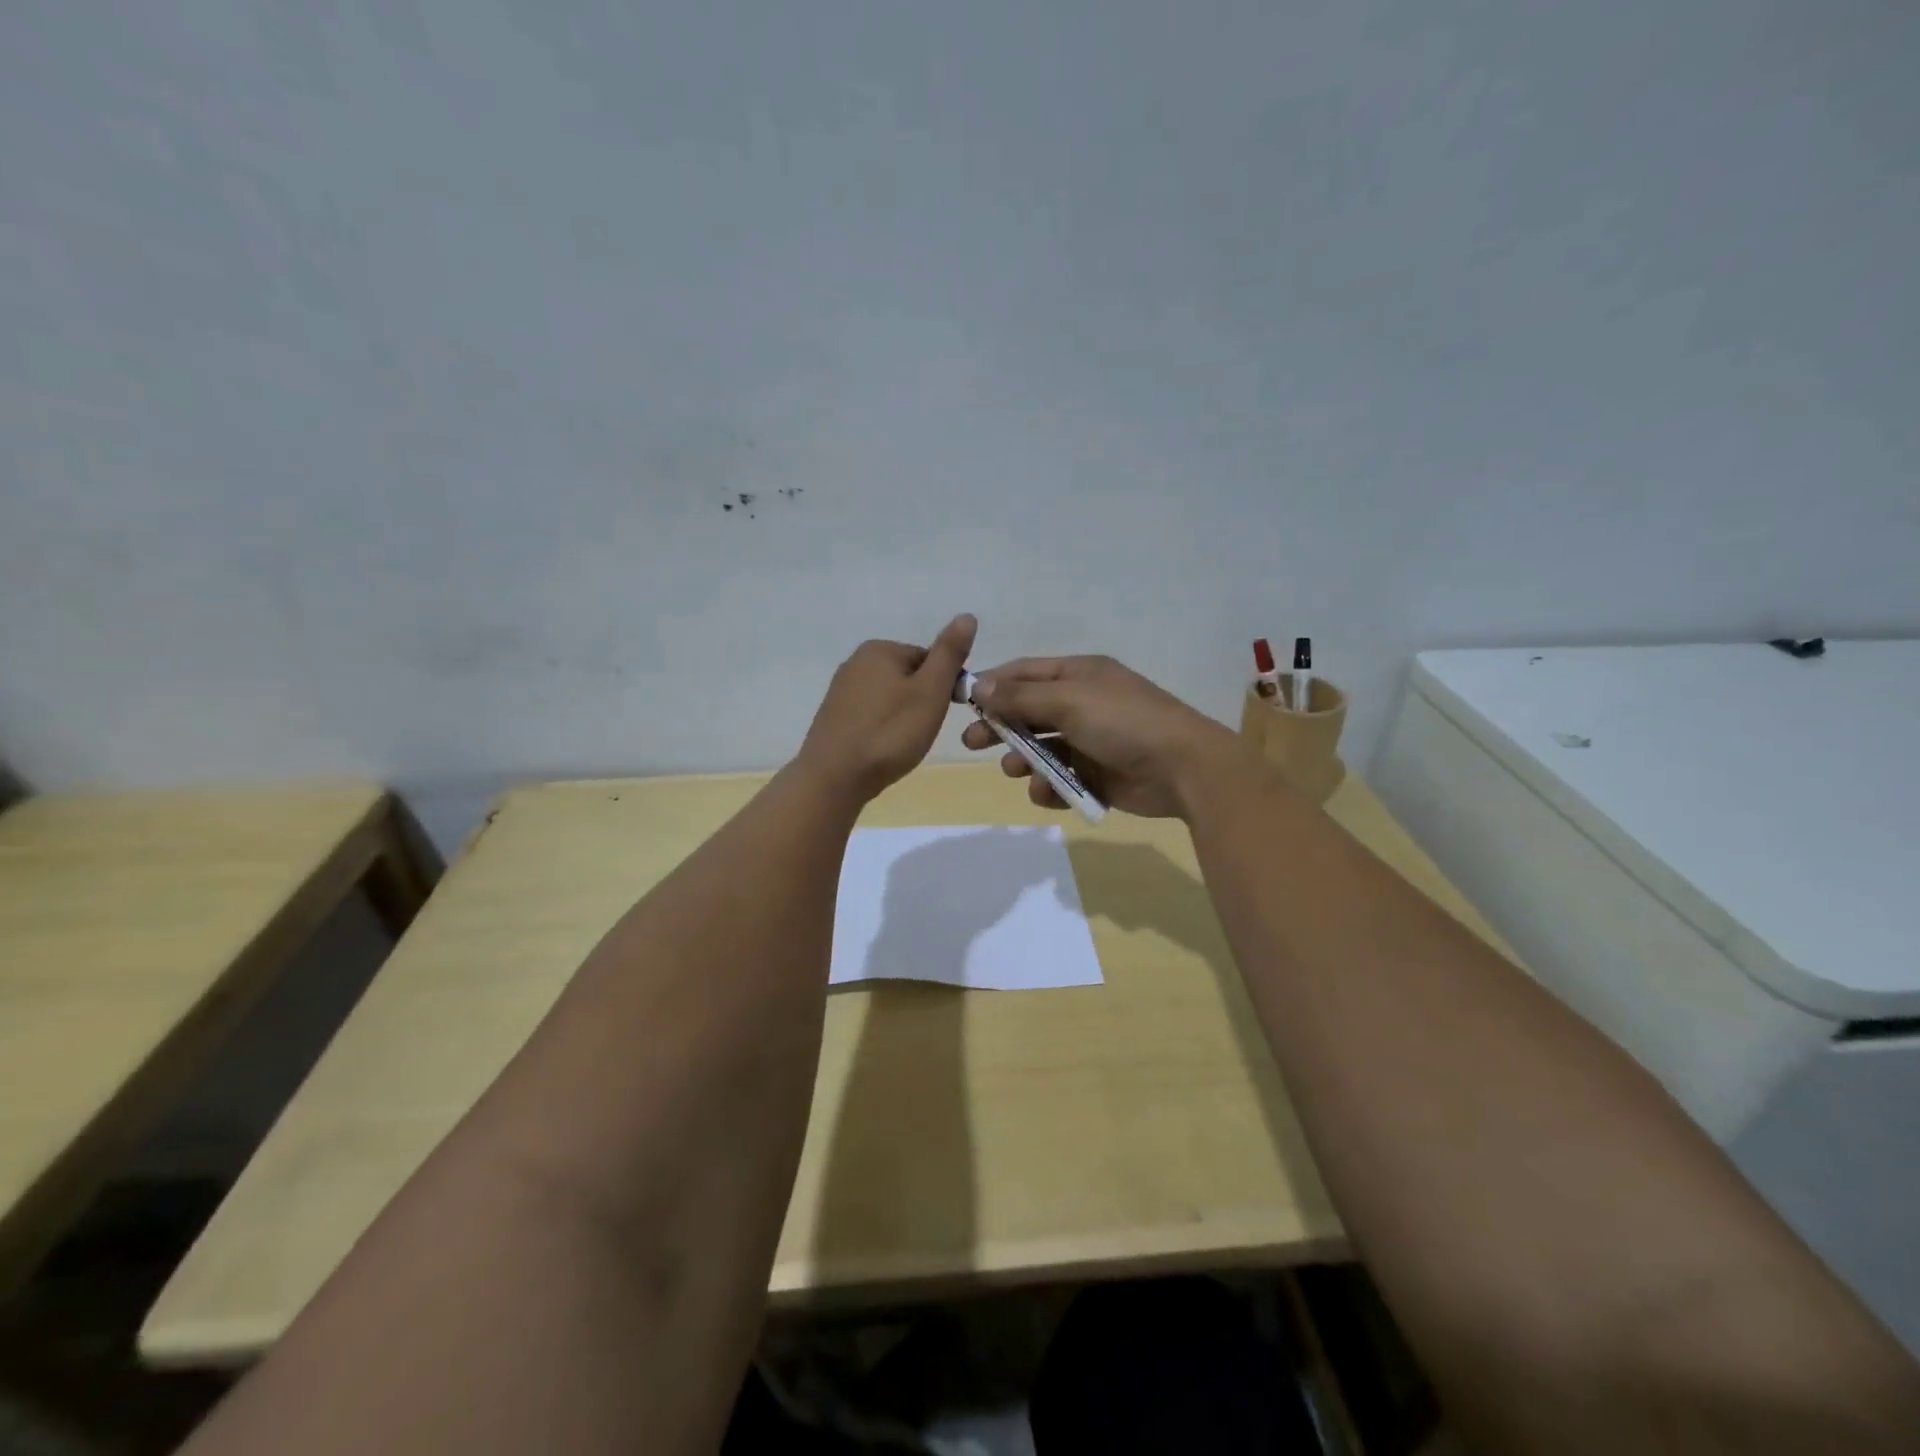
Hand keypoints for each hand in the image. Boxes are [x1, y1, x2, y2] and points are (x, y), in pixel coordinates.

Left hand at [797, 614, 976, 801]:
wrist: (835, 778)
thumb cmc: (890, 733)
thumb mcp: (930, 691)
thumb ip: (949, 654)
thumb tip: (967, 616)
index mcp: (879, 649)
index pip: (929, 659)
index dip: (943, 687)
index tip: (942, 713)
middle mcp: (855, 662)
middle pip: (908, 677)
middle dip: (921, 702)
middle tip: (921, 731)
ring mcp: (840, 690)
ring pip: (889, 698)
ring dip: (902, 718)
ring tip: (902, 744)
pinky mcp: (833, 717)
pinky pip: (870, 716)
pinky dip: (882, 729)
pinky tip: (883, 749)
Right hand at [960, 655, 1244, 818]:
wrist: (1183, 768)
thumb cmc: (1124, 722)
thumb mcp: (1069, 701)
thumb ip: (1021, 697)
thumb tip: (979, 686)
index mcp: (1079, 675)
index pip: (1025, 673)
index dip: (993, 685)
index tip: (963, 703)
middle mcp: (1083, 704)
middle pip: (1029, 712)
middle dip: (1001, 727)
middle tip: (972, 744)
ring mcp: (1092, 741)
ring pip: (1043, 749)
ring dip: (1024, 759)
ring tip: (1015, 770)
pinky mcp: (1099, 776)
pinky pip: (1062, 779)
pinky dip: (1051, 786)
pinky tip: (1048, 792)